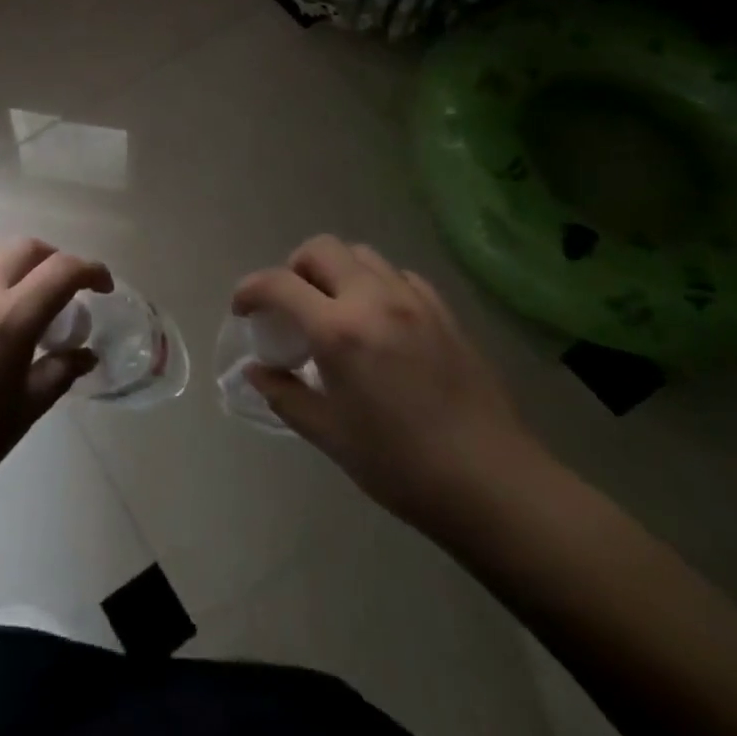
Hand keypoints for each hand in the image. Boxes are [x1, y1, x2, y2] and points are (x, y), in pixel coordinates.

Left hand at [0, 239, 109, 522]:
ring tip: (21, 300)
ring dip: (16, 264)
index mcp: (8, 316)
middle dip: (53, 260)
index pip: (61, 270)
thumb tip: (85, 353)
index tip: (103, 287)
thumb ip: (59, 372)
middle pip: (25, 247)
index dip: (91, 270)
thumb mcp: (23, 410)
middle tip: (64, 291)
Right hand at [236, 236, 550, 540]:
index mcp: (338, 331)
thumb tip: (256, 371)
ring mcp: (414, 302)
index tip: (242, 310)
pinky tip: (378, 319)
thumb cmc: (400, 466)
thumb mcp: (329, 435)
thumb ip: (285, 395)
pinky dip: (376, 283)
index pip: (278, 283)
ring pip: (361, 254)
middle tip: (291, 305)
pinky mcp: (445, 313)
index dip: (250, 290)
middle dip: (294, 268)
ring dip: (336, 270)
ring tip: (333, 307)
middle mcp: (373, 300)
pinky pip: (399, 275)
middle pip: (321, 249)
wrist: (494, 486)